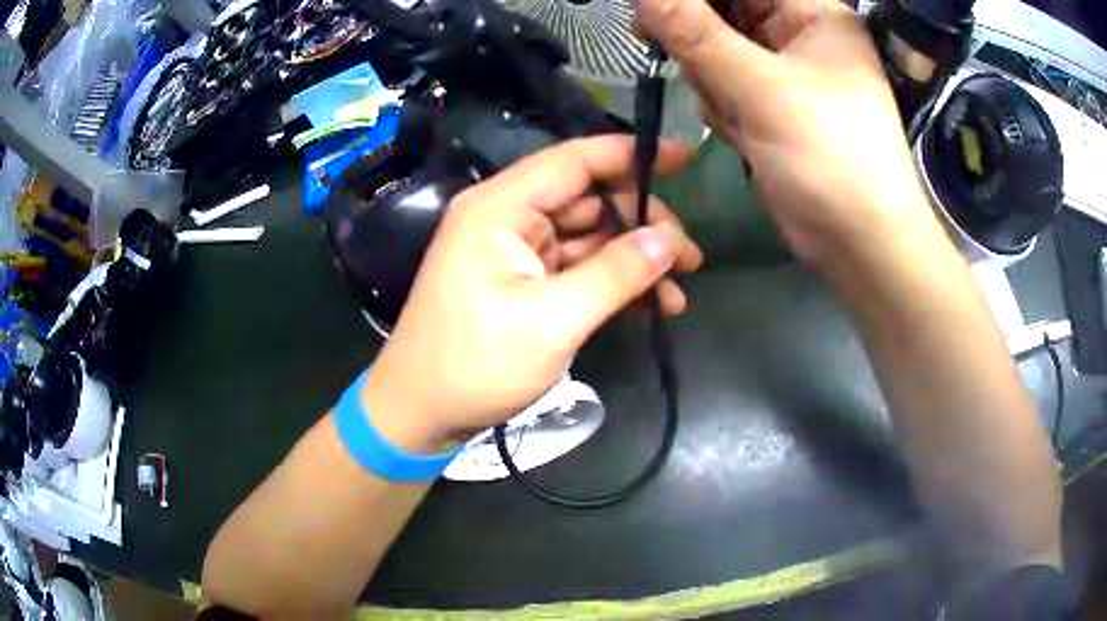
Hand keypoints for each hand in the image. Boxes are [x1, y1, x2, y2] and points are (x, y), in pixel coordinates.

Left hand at [363, 136, 702, 452]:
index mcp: (501, 208)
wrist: (421, 412)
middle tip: (690, 258)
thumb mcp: (553, 321)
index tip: (684, 159)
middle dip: (643, 224)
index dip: (632, 155)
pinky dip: (613, 281)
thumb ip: (615, 273)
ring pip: (589, 235)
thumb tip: (669, 239)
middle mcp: (507, 216)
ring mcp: (515, 249)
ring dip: (634, 259)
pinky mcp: (523, 280)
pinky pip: (577, 266)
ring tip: (678, 292)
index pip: (575, 160)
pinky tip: (650, 305)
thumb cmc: (475, 364)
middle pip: (589, 198)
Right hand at [639, 0, 936, 264]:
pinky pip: (726, 85)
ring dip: (711, 79)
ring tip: (736, 115)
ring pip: (717, 50)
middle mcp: (799, 35)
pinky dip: (723, 105)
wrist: (861, 244)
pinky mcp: (773, 106)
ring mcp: (785, 72)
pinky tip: (742, 133)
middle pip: (724, 12)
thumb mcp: (760, 87)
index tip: (651, 9)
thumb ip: (695, 33)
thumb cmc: (829, 156)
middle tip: (667, 50)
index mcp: (812, 13)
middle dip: (698, 38)